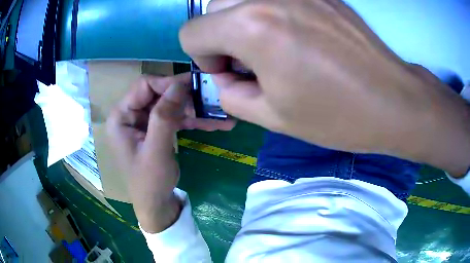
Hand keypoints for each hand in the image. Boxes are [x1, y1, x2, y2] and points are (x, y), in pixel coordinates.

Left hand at [106, 73, 235, 232]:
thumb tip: (179, 84)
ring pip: (170, 106)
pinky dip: (193, 121)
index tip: (195, 86)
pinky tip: (215, 124)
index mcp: (121, 117)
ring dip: (194, 110)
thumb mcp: (157, 150)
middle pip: (159, 94)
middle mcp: (130, 115)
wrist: (156, 206)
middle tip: (212, 99)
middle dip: (186, 98)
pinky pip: (174, 119)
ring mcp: (144, 123)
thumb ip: (164, 115)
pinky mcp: (156, 131)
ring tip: (220, 114)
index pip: (144, 86)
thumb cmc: (150, 182)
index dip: (169, 83)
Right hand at [180, 0, 469, 175]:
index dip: (204, 57)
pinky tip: (299, 36)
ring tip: (274, 47)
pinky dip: (271, 13)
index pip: (191, 32)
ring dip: (243, 22)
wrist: (392, 101)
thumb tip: (223, 78)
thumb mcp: (272, 117)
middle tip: (251, 60)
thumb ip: (231, 94)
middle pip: (214, 8)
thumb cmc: (337, 115)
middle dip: (221, 36)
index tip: (231, 73)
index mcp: (251, 27)